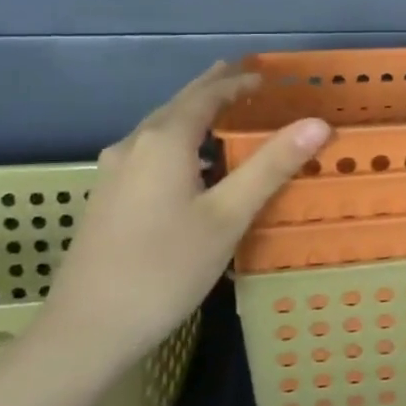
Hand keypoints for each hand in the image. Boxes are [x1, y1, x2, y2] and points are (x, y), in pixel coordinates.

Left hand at [35, 62, 330, 369]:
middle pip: (177, 105)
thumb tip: (317, 123)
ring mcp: (114, 173)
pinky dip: (178, 140)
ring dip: (192, 114)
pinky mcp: (107, 198)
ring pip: (159, 129)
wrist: (87, 328)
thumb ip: (271, 166)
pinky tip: (190, 165)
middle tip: (242, 76)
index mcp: (164, 142)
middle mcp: (134, 146)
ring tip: (221, 112)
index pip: (205, 96)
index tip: (265, 76)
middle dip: (211, 89)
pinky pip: (149, 151)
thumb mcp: (228, 216)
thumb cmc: (166, 268)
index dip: (236, 83)